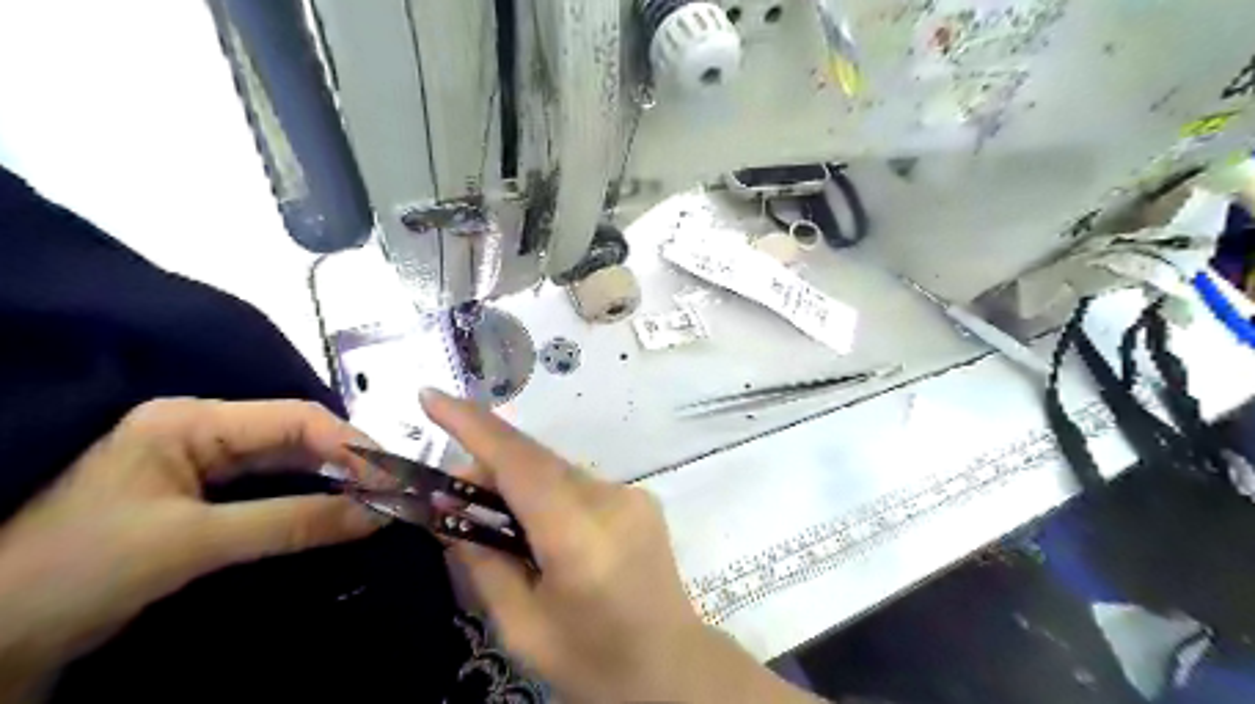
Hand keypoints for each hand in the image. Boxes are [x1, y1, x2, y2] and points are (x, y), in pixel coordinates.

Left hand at [0, 399, 387, 695]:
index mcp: (190, 420)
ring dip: (334, 482)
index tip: (394, 478)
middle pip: (297, 437)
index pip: (295, 418)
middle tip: (396, 491)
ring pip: (289, 464)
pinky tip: (340, 512)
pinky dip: (310, 501)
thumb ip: (294, 522)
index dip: (351, 445)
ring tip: (380, 500)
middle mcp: (202, 431)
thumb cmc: (78, 572)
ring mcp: (202, 465)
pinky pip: (274, 490)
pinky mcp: (204, 499)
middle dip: (349, 463)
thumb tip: (381, 514)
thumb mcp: (193, 544)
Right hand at [421, 389, 820, 703]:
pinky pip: (578, 482)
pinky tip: (539, 524)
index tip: (430, 397)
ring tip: (492, 513)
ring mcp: (631, 494)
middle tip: (451, 492)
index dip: (473, 425)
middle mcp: (610, 500)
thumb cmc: (590, 659)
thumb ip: (482, 560)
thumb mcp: (521, 624)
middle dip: (487, 463)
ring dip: (519, 480)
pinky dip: (548, 491)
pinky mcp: (640, 497)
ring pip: (557, 469)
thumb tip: (448, 509)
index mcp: (579, 537)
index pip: (520, 464)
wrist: (670, 666)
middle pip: (536, 461)